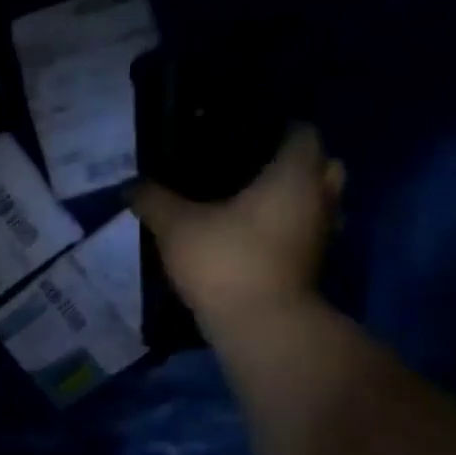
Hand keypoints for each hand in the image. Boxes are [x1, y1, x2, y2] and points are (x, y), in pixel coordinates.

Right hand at [132, 124, 344, 324]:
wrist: (260, 326)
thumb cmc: (226, 260)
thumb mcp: (176, 226)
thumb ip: (154, 200)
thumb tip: (131, 185)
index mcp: (294, 173)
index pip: (304, 132)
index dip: (279, 128)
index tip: (246, 136)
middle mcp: (319, 197)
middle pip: (324, 165)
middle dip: (296, 164)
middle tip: (255, 169)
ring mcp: (323, 235)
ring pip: (321, 203)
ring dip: (298, 200)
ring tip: (255, 204)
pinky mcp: (314, 267)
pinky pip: (308, 234)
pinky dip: (291, 231)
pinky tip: (257, 238)